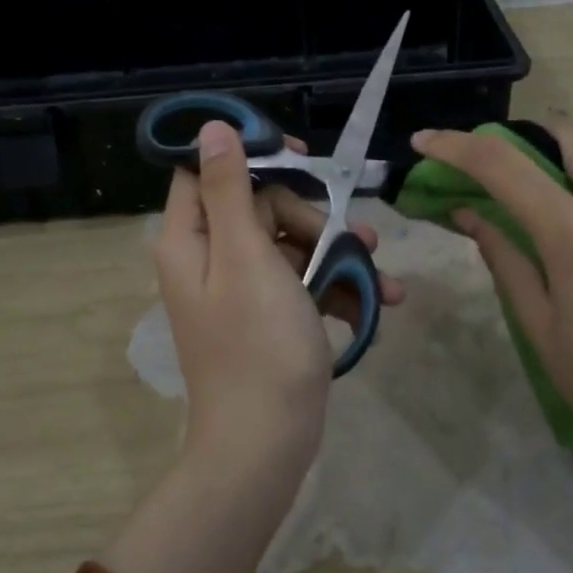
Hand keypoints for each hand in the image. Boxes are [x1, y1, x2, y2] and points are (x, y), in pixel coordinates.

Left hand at [110, 119, 402, 572]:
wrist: (267, 444)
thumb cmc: (257, 345)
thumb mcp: (245, 257)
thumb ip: (230, 189)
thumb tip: (210, 128)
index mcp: (191, 239)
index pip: (205, 170)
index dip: (249, 153)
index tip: (299, 156)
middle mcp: (210, 257)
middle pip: (260, 204)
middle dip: (309, 214)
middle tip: (341, 235)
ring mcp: (243, 289)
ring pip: (290, 242)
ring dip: (336, 249)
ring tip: (379, 263)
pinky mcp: (271, 315)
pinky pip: (304, 281)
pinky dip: (338, 285)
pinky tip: (381, 298)